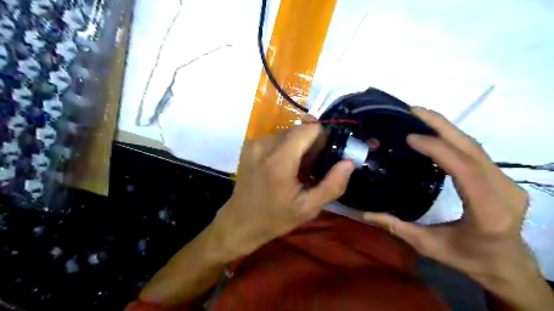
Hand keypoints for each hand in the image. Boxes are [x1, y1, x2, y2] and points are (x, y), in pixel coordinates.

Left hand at [212, 119, 354, 259]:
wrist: (239, 222)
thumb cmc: (274, 218)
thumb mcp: (308, 208)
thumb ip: (332, 185)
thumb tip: (348, 162)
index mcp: (279, 160)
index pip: (309, 129)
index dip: (322, 139)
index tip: (323, 157)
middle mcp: (264, 145)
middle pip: (299, 129)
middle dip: (310, 144)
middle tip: (310, 168)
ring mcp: (254, 143)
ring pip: (288, 132)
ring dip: (297, 146)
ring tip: (296, 170)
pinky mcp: (249, 145)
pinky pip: (275, 138)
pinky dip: (285, 148)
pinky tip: (282, 167)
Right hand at [364, 108, 536, 285]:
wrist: (508, 266)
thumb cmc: (470, 259)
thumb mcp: (429, 246)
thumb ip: (397, 227)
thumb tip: (365, 213)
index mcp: (488, 212)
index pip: (465, 170)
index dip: (438, 149)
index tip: (410, 136)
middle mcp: (504, 191)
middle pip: (473, 149)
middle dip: (441, 125)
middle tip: (412, 110)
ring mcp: (507, 182)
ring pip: (476, 146)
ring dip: (447, 128)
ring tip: (419, 116)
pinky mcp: (503, 178)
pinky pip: (476, 152)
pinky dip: (453, 138)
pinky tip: (435, 133)